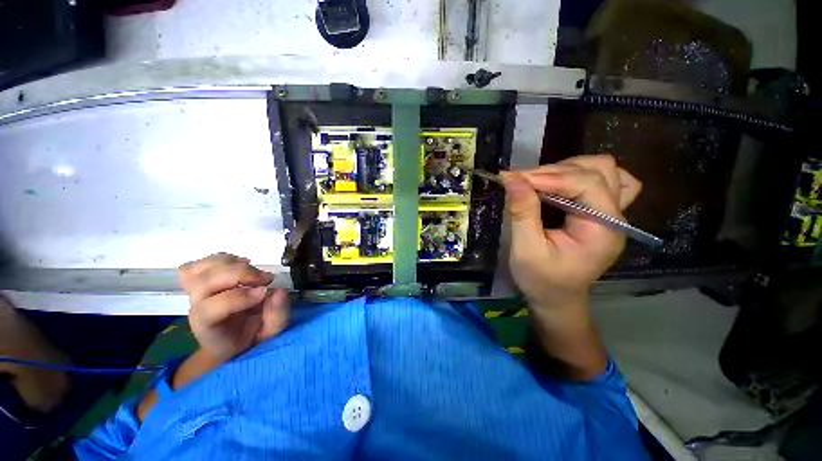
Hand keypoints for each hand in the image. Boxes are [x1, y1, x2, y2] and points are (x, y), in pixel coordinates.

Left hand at [179, 253, 289, 362]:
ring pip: (200, 269)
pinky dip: (222, 258)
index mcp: (209, 327)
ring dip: (232, 264)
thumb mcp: (272, 335)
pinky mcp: (198, 281)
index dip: (239, 297)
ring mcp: (194, 292)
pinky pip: (198, 263)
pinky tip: (240, 264)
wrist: (231, 338)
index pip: (209, 309)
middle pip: (205, 282)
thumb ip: (277, 316)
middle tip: (267, 279)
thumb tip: (278, 291)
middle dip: (241, 275)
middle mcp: (196, 308)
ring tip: (254, 270)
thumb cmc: (252, 337)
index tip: (266, 292)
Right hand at [502, 155, 641, 312]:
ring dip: (569, 169)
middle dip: (556, 170)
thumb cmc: (541, 280)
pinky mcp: (602, 214)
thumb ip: (523, 213)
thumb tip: (512, 178)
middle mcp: (615, 217)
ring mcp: (612, 214)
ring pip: (605, 170)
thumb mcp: (526, 249)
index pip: (586, 184)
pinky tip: (561, 183)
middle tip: (523, 181)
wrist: (556, 298)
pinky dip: (581, 175)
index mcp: (603, 229)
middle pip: (599, 170)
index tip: (513, 177)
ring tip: (539, 181)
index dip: (549, 176)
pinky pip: (606, 181)